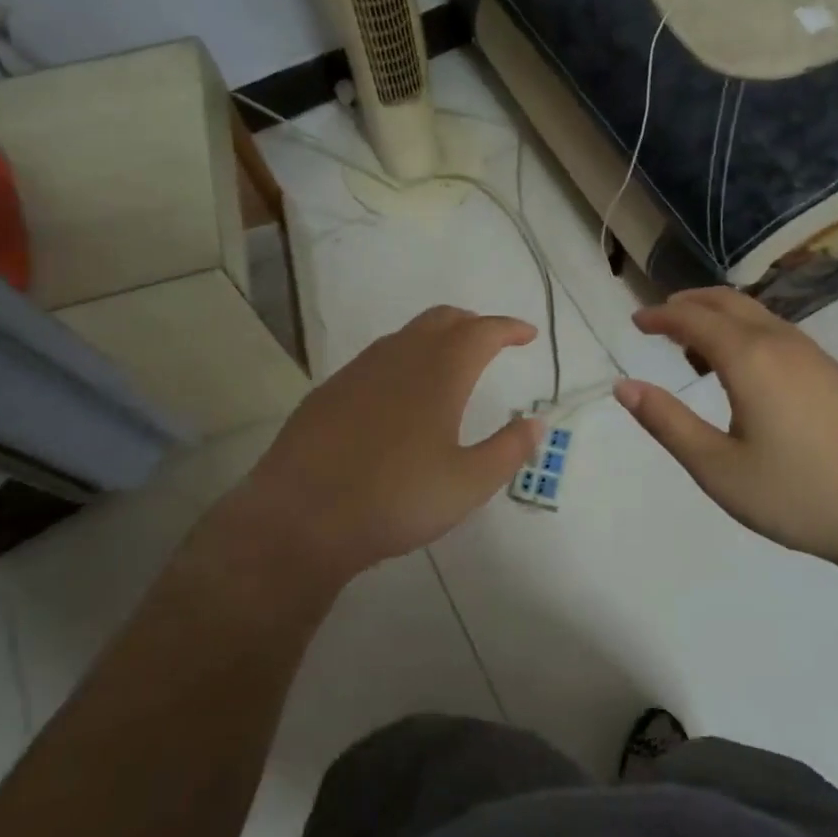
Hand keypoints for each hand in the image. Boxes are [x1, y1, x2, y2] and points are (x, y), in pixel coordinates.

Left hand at [220, 306, 541, 588]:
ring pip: (407, 335)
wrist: (300, 518)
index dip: (509, 328)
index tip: (528, 335)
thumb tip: (537, 422)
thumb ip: (509, 450)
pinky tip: (400, 394)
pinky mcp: (330, 390)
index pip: (483, 331)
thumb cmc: (396, 499)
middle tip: (492, 341)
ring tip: (450, 364)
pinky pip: (378, 358)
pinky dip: (404, 358)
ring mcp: (360, 370)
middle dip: (473, 323)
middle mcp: (400, 357)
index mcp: (440, 372)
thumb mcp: (468, 484)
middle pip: (443, 319)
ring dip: (436, 337)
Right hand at [614, 289, 837, 578]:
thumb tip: (625, 387)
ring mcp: (814, 355)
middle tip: (659, 321)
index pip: (693, 318)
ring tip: (694, 349)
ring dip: (719, 317)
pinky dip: (746, 332)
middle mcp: (781, 342)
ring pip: (756, 315)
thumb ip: (668, 423)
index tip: (635, 320)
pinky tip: (745, 371)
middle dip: (688, 305)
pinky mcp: (835, 373)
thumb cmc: (799, 494)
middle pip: (727, 302)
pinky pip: (778, 332)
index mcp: (749, 358)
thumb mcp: (718, 468)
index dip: (660, 315)